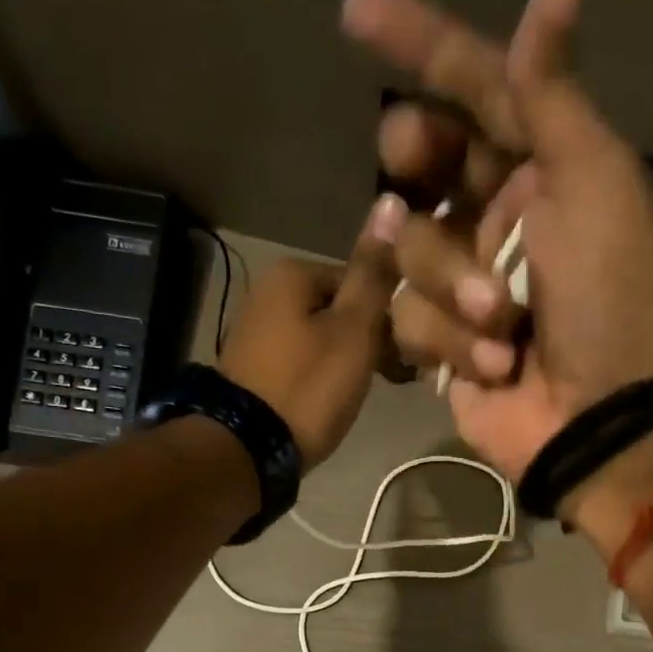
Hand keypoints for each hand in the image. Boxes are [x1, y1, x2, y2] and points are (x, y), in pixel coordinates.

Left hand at [215, 200, 401, 471]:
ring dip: (348, 360)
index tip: (406, 352)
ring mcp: (257, 332)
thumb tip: (392, 202)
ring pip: (322, 337)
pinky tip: (332, 402)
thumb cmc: (308, 387)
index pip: (362, 279)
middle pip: (341, 308)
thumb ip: (374, 274)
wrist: (246, 449)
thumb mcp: (353, 330)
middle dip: (369, 340)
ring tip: (363, 394)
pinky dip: (322, 377)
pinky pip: (302, 361)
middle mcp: (269, 292)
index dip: (390, 315)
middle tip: (391, 379)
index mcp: (293, 273)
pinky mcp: (254, 368)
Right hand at [342, 0, 652, 481]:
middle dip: (415, 161)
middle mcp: (501, 217)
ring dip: (452, 283)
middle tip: (413, 166)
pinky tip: (497, 366)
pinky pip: (408, 320)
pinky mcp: (446, 346)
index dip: (418, 44)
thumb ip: (553, 95)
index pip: (476, 88)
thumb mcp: (595, 183)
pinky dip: (451, 342)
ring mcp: (468, 285)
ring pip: (407, 248)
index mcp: (547, 167)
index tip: (354, 9)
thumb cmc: (615, 297)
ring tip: (505, 322)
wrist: (609, 422)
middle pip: (423, 161)